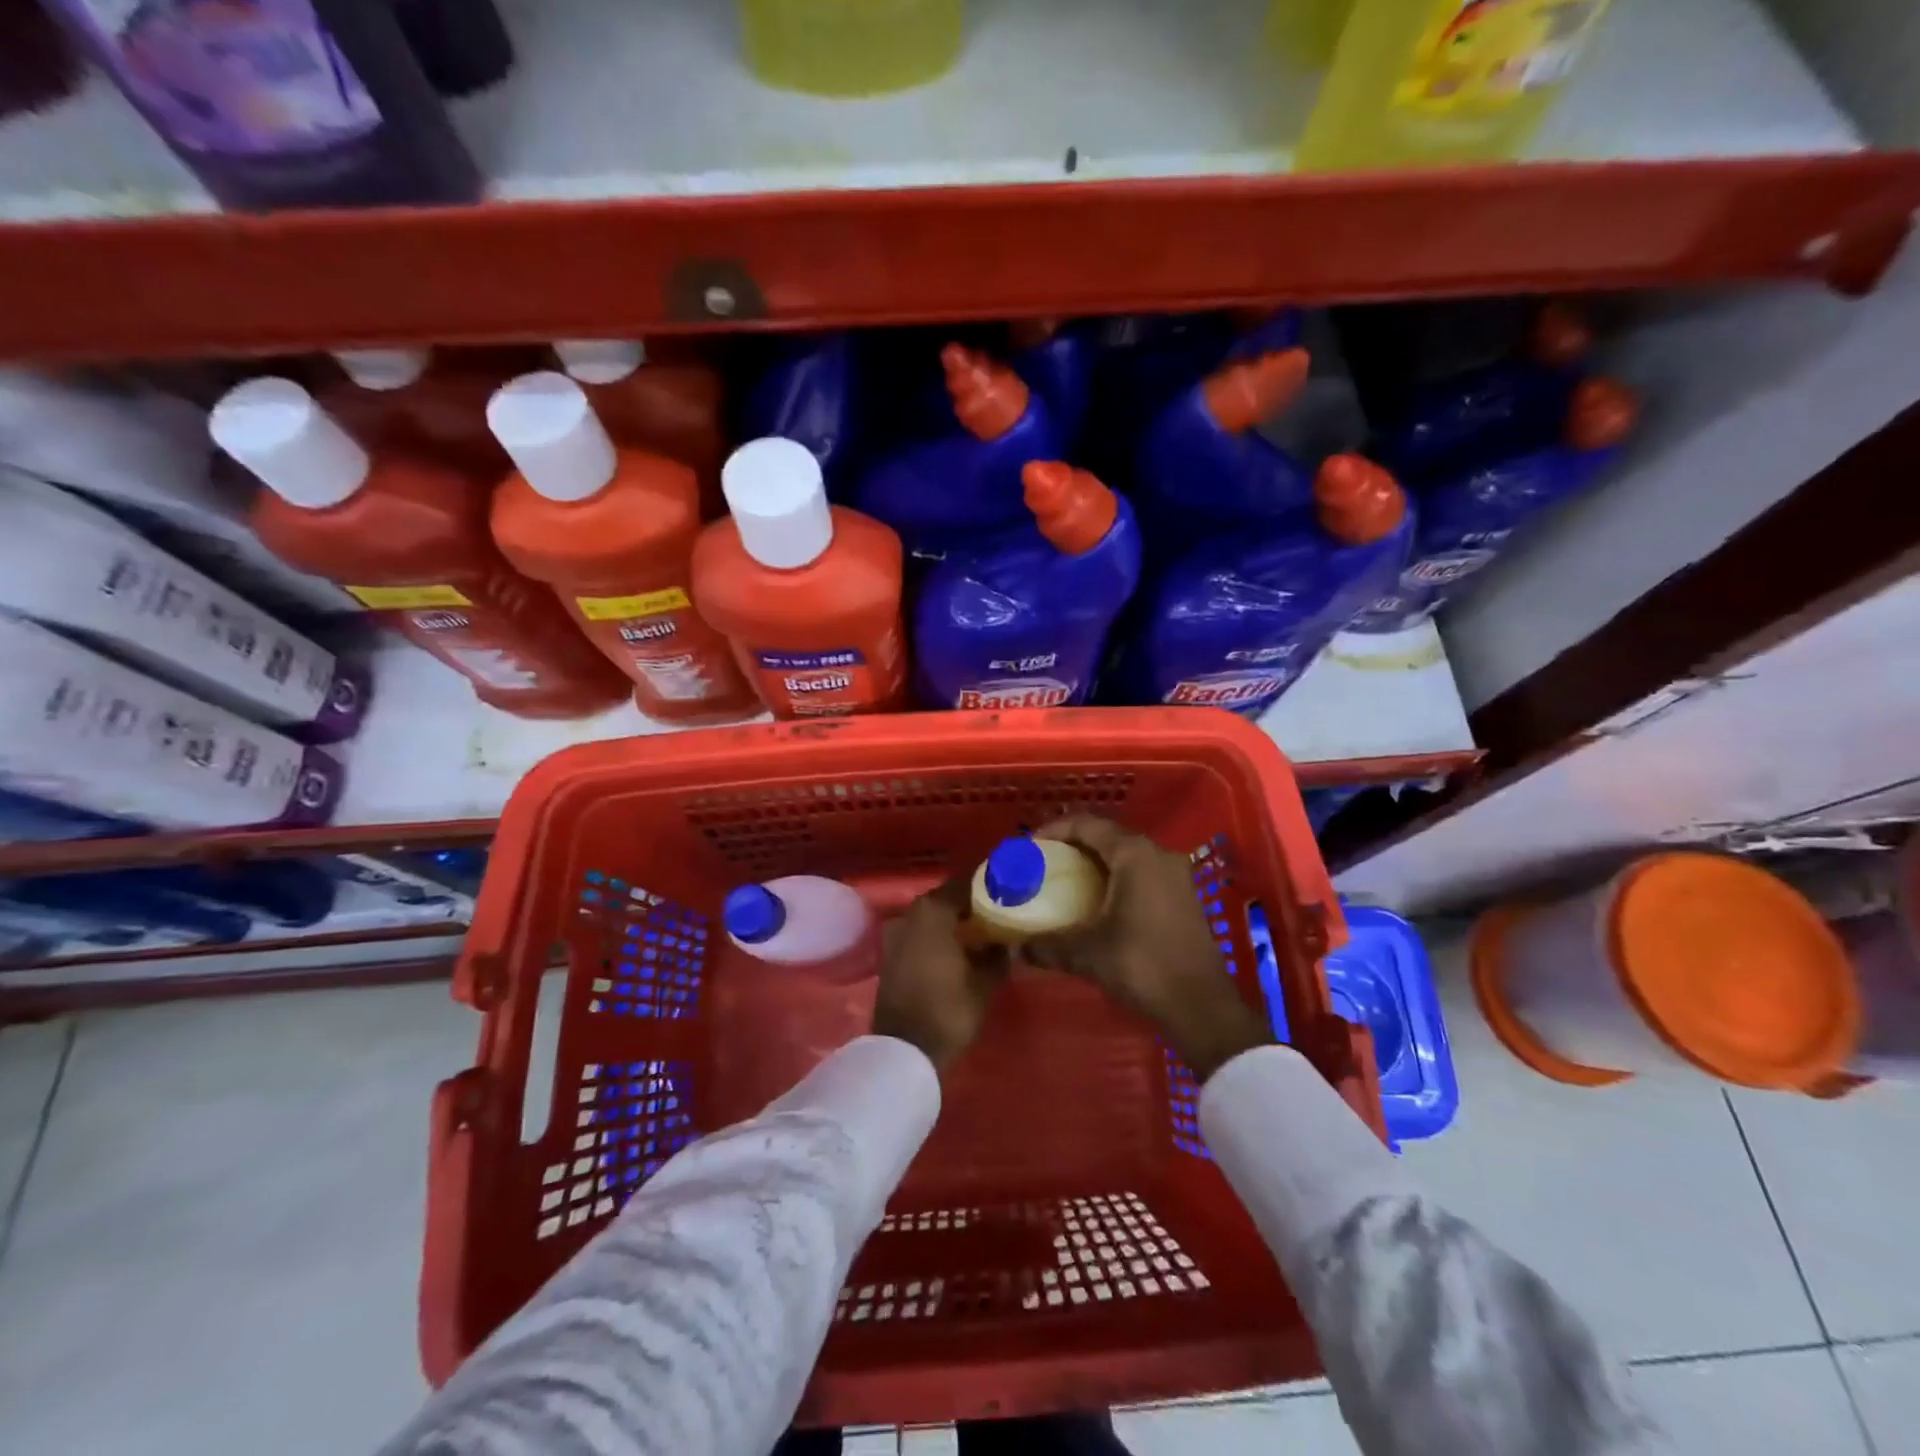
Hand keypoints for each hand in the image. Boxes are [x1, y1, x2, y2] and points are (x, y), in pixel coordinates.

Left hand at [874, 876, 1009, 1071]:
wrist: (905, 1050)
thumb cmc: (949, 1009)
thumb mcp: (985, 982)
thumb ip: (998, 955)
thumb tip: (1008, 942)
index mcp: (933, 910)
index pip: (965, 884)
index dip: (987, 887)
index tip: (1007, 890)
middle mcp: (910, 913)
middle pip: (946, 899)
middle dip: (970, 905)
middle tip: (998, 912)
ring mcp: (895, 933)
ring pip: (932, 918)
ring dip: (953, 922)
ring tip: (981, 932)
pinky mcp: (889, 954)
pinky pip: (919, 934)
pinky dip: (938, 936)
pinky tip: (958, 949)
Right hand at [1023, 815, 1271, 1081]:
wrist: (1202, 1007)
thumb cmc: (1142, 966)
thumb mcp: (1087, 953)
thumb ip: (1047, 945)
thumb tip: (1015, 948)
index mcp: (1135, 854)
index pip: (1088, 824)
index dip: (1055, 830)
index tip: (1030, 847)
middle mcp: (1158, 854)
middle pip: (1108, 835)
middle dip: (1074, 845)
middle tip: (1045, 863)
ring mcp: (1176, 875)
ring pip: (1127, 855)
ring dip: (1096, 862)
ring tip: (1066, 880)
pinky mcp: (1183, 896)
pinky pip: (1142, 872)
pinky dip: (1116, 878)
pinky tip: (1098, 902)